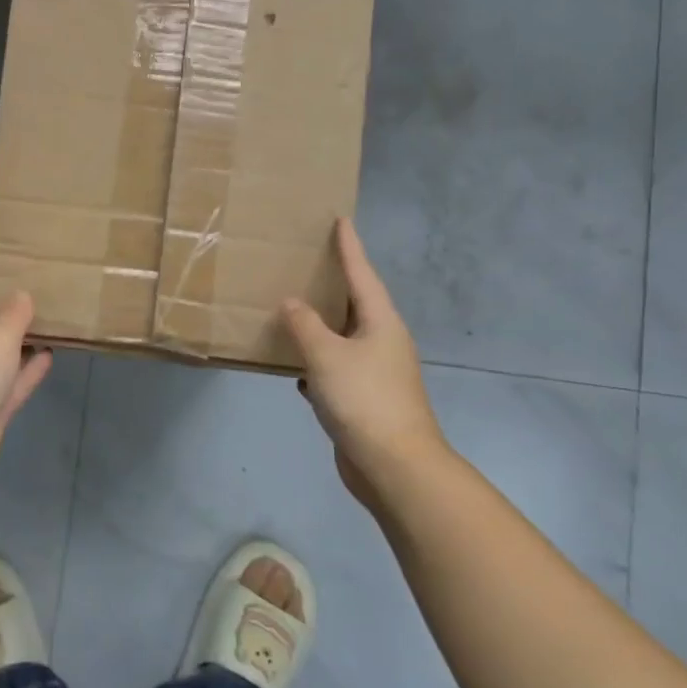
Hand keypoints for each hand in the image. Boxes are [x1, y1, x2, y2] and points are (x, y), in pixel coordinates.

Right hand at [283, 219, 448, 513]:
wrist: (395, 467)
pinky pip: (337, 369)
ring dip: (322, 326)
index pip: (363, 274)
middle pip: (357, 304)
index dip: (350, 248)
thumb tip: (291, 302)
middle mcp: (383, 342)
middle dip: (336, 284)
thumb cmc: (364, 400)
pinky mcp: (365, 400)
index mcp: (381, 323)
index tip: (341, 220)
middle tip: (311, 261)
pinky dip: (317, 363)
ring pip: (344, 339)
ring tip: (296, 310)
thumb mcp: (327, 356)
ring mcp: (376, 373)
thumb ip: (305, 325)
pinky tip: (296, 368)